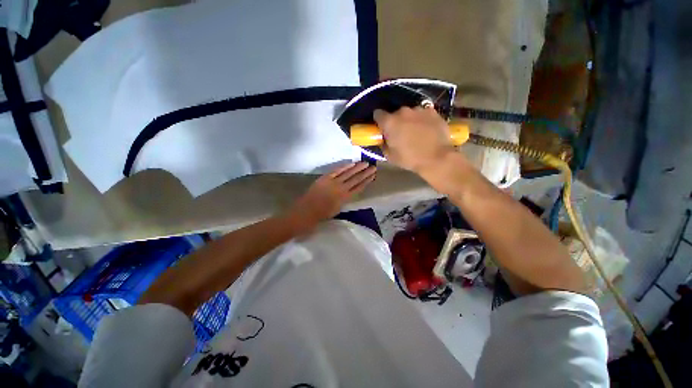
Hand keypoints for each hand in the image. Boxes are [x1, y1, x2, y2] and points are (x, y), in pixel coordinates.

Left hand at [286, 162, 376, 230]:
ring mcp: (333, 182)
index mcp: (345, 198)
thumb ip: (345, 199)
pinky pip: (337, 171)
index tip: (373, 175)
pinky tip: (351, 164)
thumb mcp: (338, 209)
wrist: (306, 211)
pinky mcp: (325, 178)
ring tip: (365, 163)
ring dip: (357, 168)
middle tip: (373, 166)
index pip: (359, 187)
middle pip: (356, 179)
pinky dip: (345, 167)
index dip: (366, 181)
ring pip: (348, 173)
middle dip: (365, 173)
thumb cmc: (322, 214)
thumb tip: (351, 191)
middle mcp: (341, 189)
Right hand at [374, 107, 456, 172]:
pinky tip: (426, 130)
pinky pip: (422, 113)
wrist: (437, 158)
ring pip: (409, 113)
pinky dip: (422, 120)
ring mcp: (419, 110)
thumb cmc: (410, 159)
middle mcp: (403, 112)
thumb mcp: (390, 156)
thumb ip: (384, 145)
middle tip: (400, 134)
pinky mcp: (432, 111)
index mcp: (390, 122)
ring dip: (409, 120)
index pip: (378, 114)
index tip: (382, 129)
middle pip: (394, 113)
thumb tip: (384, 140)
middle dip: (395, 122)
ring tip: (415, 132)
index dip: (379, 121)